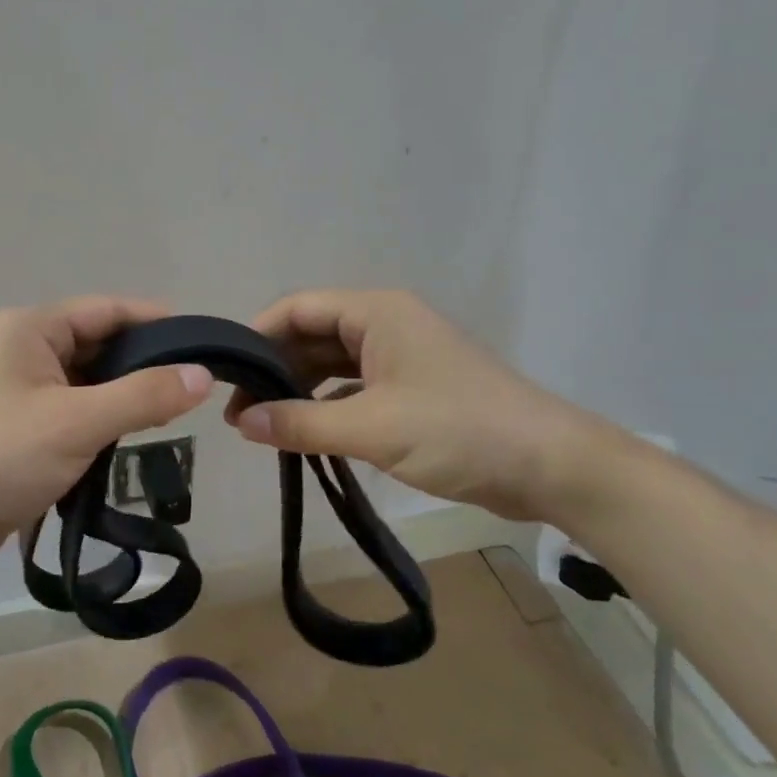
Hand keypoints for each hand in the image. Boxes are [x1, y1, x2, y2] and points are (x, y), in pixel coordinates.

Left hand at [0, 297, 214, 579]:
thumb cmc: (0, 458)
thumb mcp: (78, 423)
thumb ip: (144, 396)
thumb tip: (202, 376)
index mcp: (29, 328)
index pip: (107, 310)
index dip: (157, 323)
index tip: (203, 345)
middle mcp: (23, 347)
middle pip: (99, 342)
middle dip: (144, 363)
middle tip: (195, 387)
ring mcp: (19, 387)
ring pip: (89, 378)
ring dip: (125, 394)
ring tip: (173, 413)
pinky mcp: (21, 423)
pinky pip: (74, 407)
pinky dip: (103, 417)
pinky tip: (133, 436)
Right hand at [225, 289, 609, 521]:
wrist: (550, 467)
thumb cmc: (459, 431)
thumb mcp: (372, 428)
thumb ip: (300, 423)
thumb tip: (241, 421)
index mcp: (376, 313)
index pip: (297, 309)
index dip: (256, 336)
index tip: (225, 374)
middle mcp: (385, 325)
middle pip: (311, 335)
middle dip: (273, 369)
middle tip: (237, 411)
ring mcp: (400, 358)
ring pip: (331, 365)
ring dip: (297, 391)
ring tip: (260, 425)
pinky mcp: (412, 390)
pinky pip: (353, 389)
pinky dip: (325, 407)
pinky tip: (303, 433)